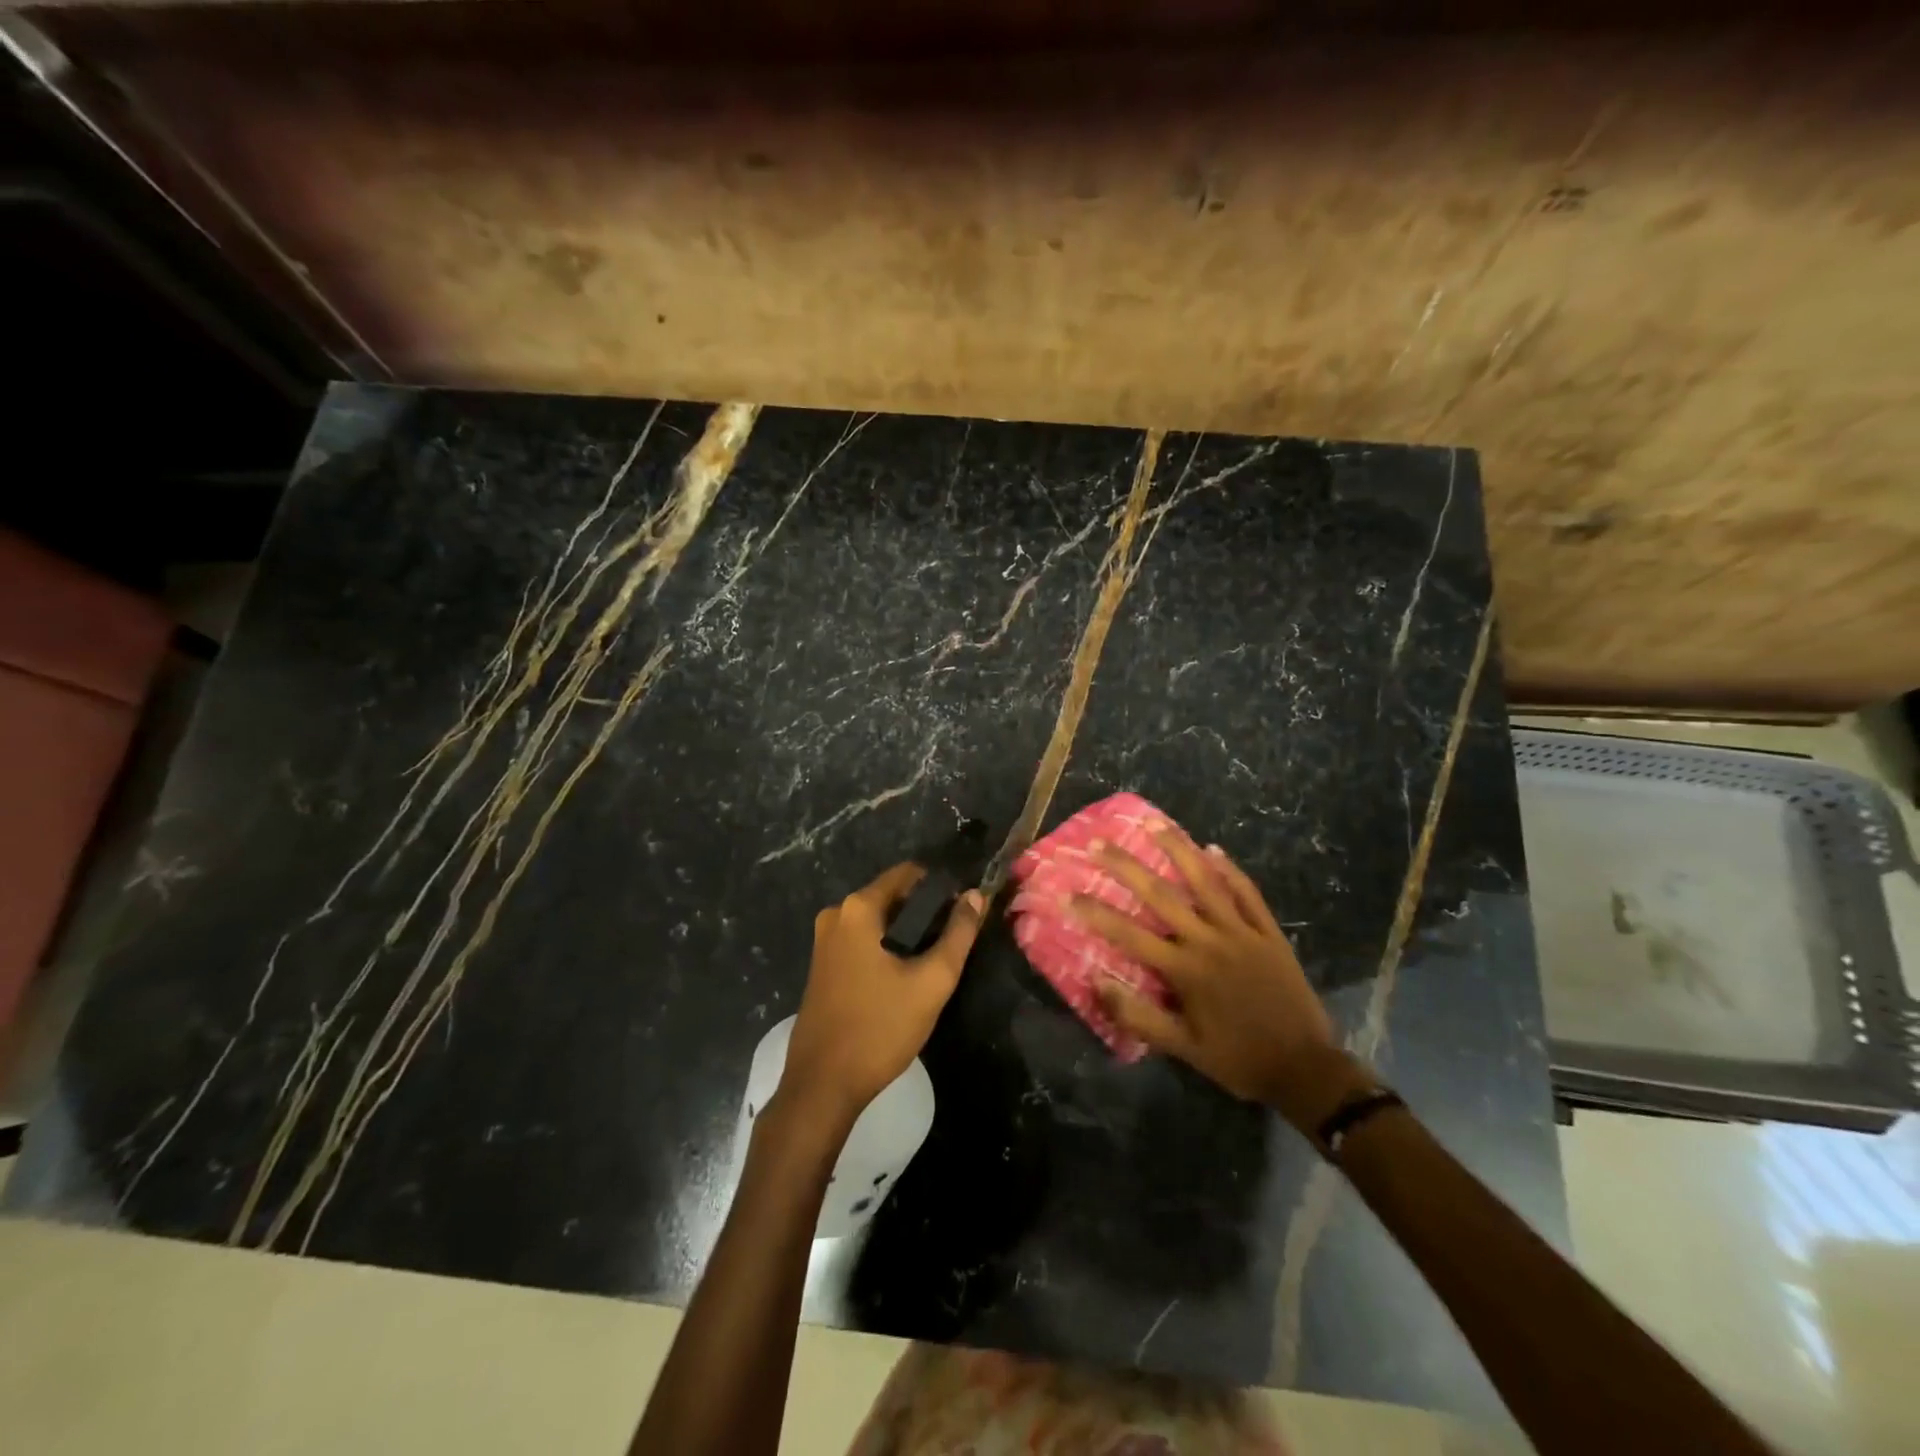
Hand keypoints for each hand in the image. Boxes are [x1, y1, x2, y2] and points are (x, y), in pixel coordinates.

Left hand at [783, 863, 985, 1125]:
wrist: (823, 1085)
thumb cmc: (880, 1028)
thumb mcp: (931, 981)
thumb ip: (958, 934)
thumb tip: (977, 896)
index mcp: (858, 908)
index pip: (909, 873)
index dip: (942, 886)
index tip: (965, 910)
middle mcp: (836, 914)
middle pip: (893, 896)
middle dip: (926, 912)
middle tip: (955, 940)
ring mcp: (825, 940)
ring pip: (879, 921)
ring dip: (908, 933)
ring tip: (935, 961)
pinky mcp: (823, 965)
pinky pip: (863, 941)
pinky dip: (887, 948)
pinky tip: (905, 976)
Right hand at [1071, 832, 1369, 1128]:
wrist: (1304, 1068)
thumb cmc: (1237, 1059)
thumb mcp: (1183, 1049)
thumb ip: (1138, 1016)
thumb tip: (1097, 982)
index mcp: (1184, 969)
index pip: (1128, 934)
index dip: (1094, 912)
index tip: (1066, 892)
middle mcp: (1209, 940)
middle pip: (1161, 894)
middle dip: (1126, 867)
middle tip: (1099, 843)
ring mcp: (1241, 931)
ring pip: (1205, 882)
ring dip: (1177, 850)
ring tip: (1154, 823)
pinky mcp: (1269, 932)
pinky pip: (1247, 893)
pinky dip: (1230, 870)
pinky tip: (1213, 849)